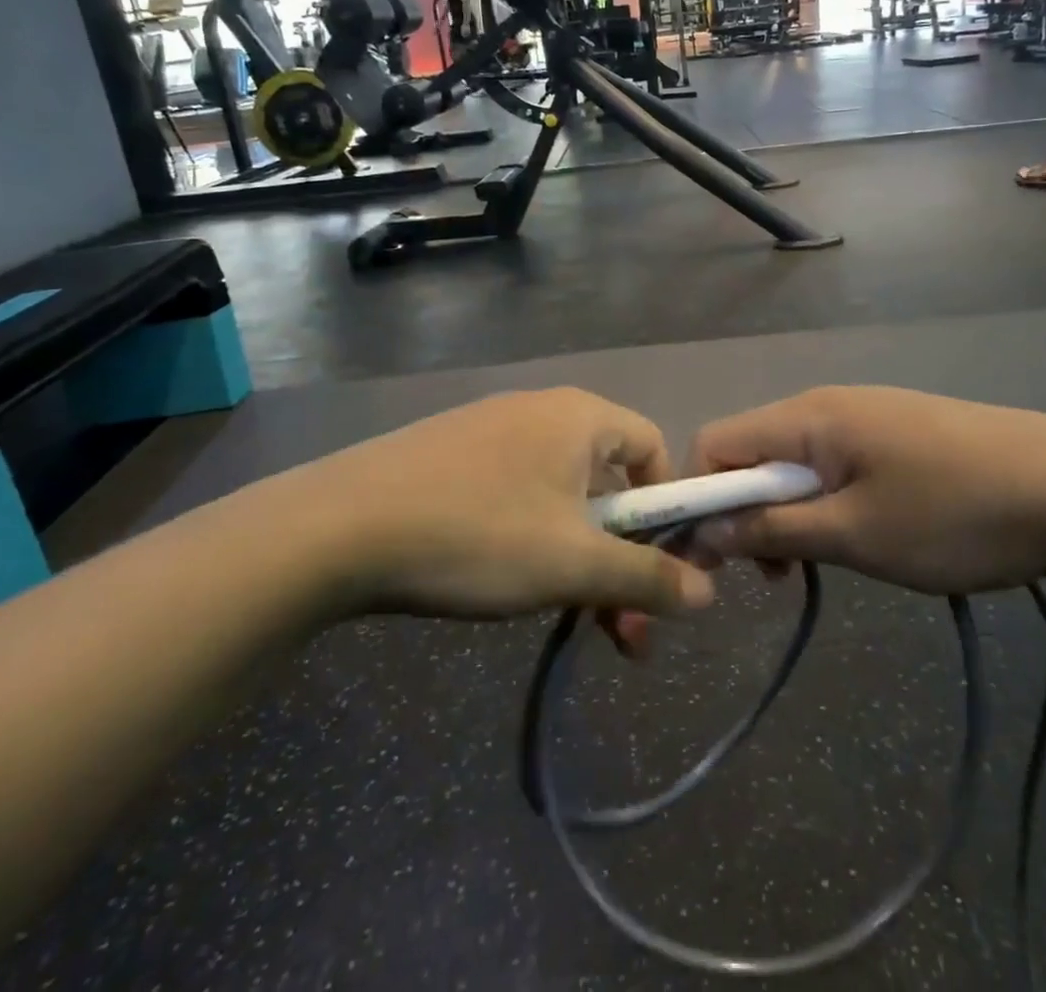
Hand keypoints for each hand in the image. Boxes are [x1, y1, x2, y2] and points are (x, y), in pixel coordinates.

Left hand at [288, 389, 714, 620]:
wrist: (338, 527)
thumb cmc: (478, 533)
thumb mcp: (572, 564)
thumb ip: (645, 577)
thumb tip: (708, 594)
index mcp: (579, 416)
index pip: (653, 448)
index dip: (667, 509)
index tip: (660, 570)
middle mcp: (540, 411)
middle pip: (607, 481)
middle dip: (623, 558)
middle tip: (623, 633)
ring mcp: (490, 432)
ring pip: (560, 498)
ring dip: (580, 560)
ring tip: (571, 623)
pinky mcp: (451, 457)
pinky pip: (516, 495)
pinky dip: (533, 541)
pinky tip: (509, 585)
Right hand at [687, 386, 1045, 597]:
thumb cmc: (955, 515)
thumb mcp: (855, 535)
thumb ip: (773, 530)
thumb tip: (707, 530)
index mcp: (807, 417)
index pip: (715, 444)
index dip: (698, 499)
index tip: (708, 561)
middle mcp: (827, 405)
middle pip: (752, 453)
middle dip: (744, 512)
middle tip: (769, 577)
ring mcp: (867, 416)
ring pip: (795, 463)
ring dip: (787, 513)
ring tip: (816, 565)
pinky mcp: (899, 434)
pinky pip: (835, 465)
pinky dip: (825, 503)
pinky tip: (861, 537)